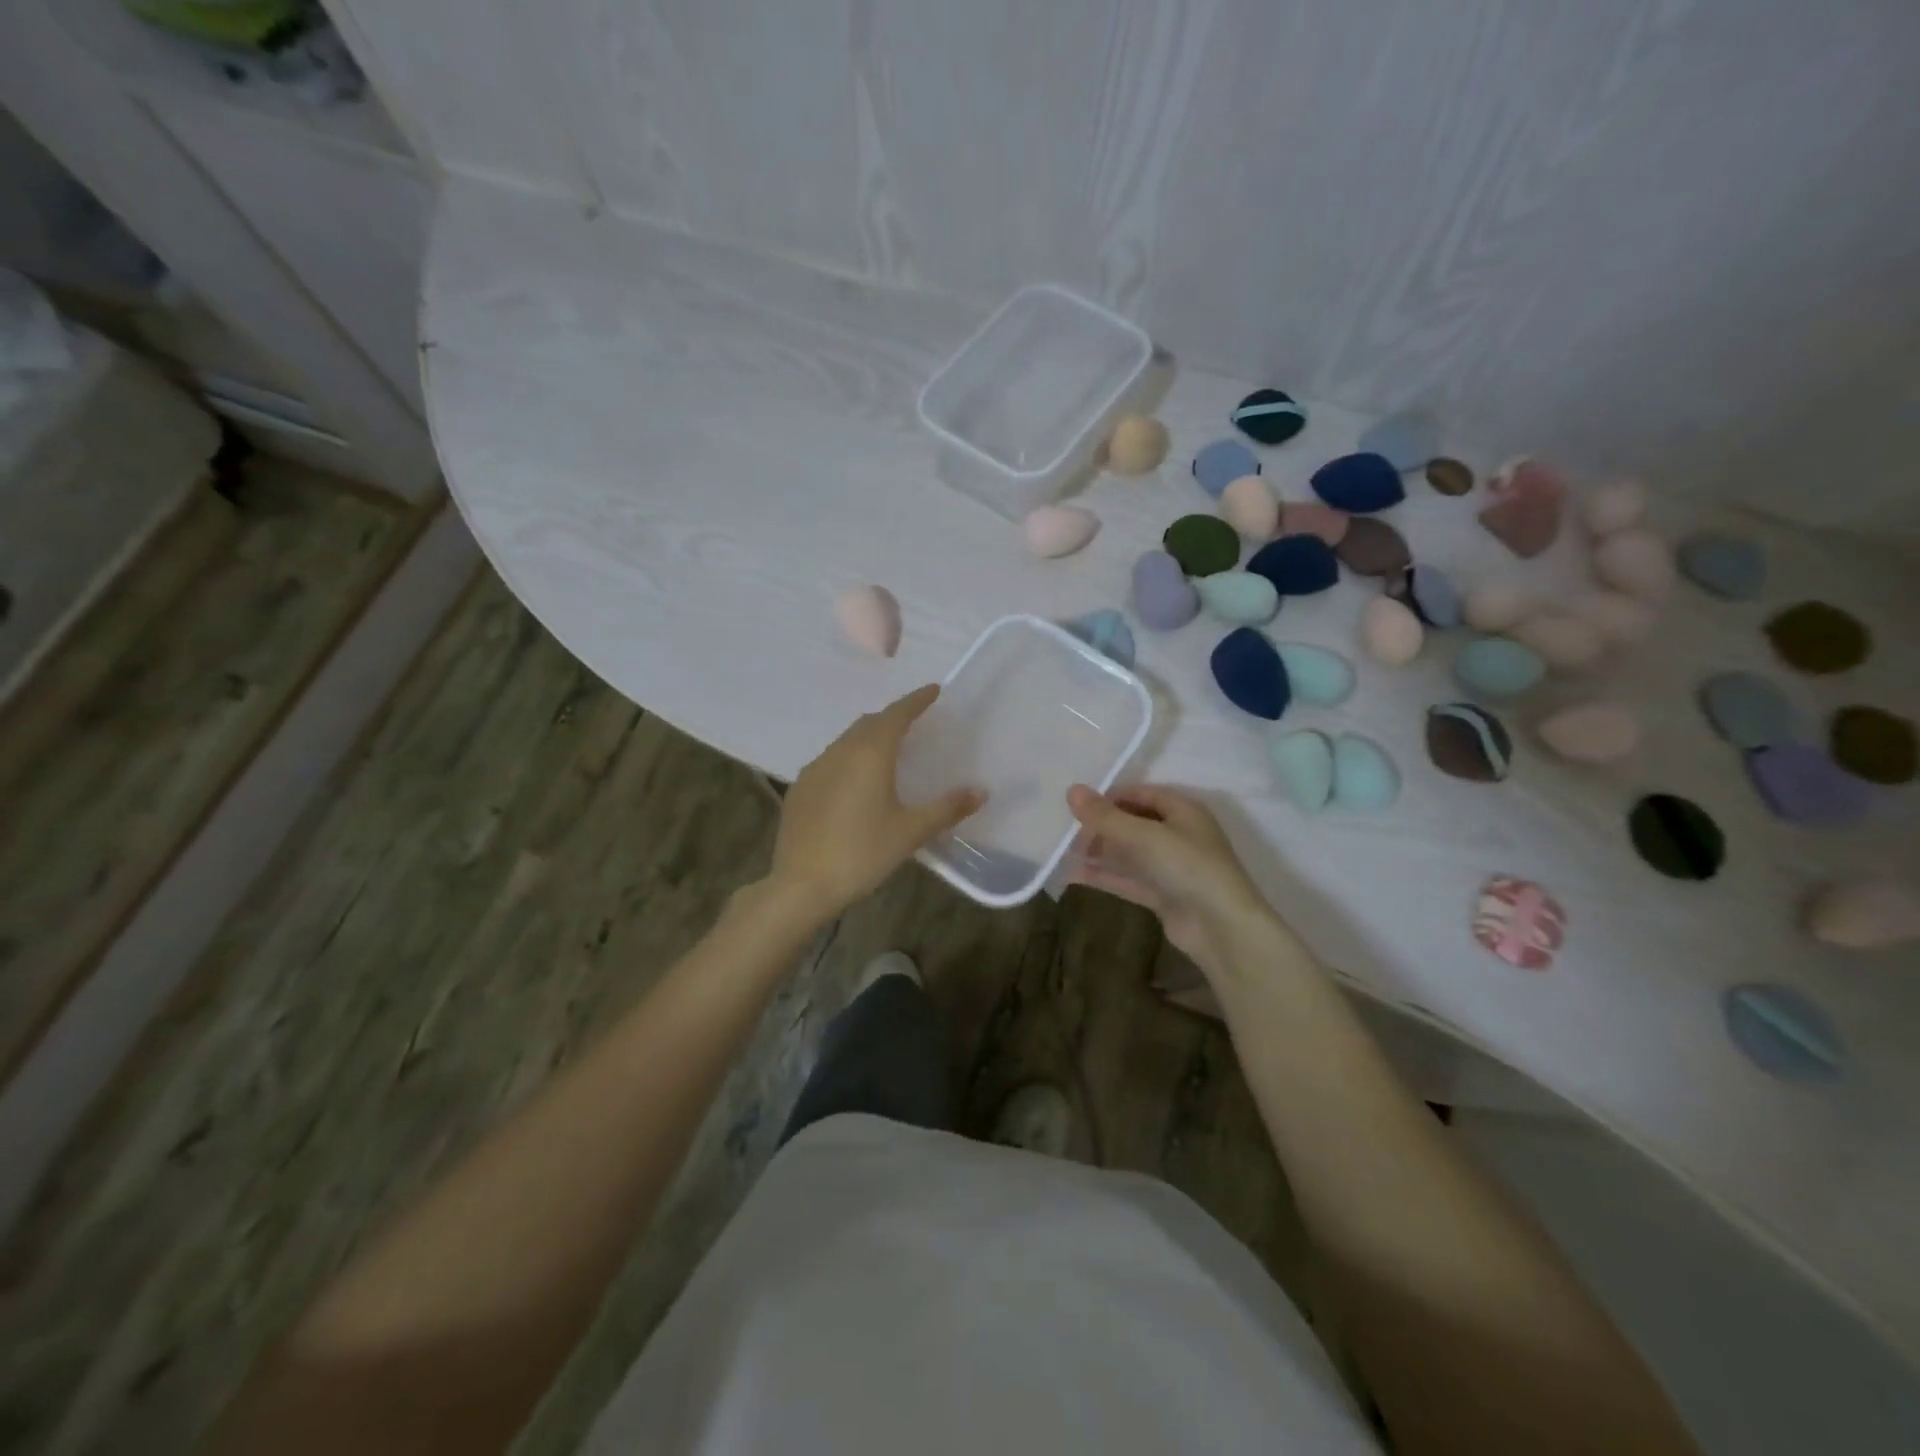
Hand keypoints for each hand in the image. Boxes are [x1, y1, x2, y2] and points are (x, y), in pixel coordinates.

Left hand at [768, 685, 983, 919]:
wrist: (801, 885)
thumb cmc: (862, 853)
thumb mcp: (910, 832)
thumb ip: (947, 808)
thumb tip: (981, 791)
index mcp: (869, 754)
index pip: (896, 715)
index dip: (916, 700)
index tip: (933, 690)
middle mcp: (839, 752)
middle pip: (869, 723)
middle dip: (892, 717)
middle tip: (914, 722)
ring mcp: (814, 769)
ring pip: (846, 740)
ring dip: (869, 737)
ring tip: (888, 751)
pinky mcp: (800, 789)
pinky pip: (830, 760)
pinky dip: (849, 758)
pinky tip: (855, 782)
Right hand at [1065, 784, 1268, 970]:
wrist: (1221, 927)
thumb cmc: (1187, 866)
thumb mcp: (1143, 836)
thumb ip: (1105, 816)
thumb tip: (1071, 790)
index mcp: (1182, 810)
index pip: (1140, 794)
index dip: (1110, 798)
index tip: (1078, 807)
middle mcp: (1178, 834)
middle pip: (1133, 823)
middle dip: (1101, 828)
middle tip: (1071, 836)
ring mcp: (1171, 867)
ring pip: (1129, 853)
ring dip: (1100, 853)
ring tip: (1065, 854)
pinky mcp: (1163, 895)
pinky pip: (1129, 879)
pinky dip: (1105, 876)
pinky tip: (1074, 875)